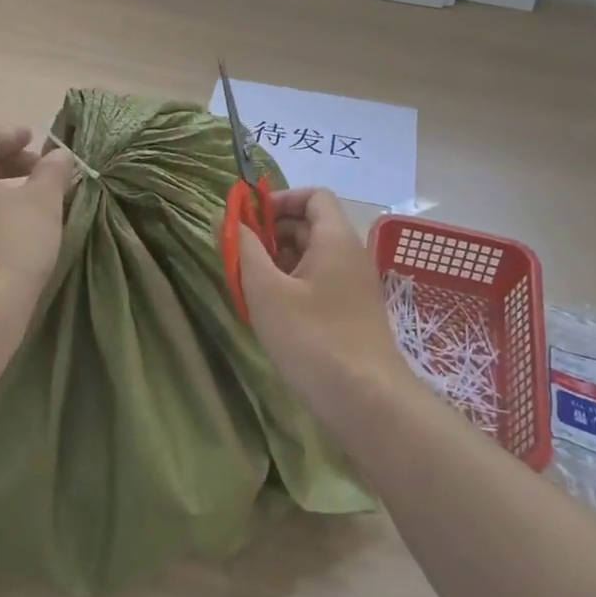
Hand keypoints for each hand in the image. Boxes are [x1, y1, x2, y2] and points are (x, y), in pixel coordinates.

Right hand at [236, 188, 409, 413]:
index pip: (313, 195)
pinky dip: (293, 285)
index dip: (279, 199)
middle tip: (240, 256)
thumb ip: (245, 250)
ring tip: (250, 285)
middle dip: (273, 233)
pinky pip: (320, 282)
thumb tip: (228, 217)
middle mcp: (350, 254)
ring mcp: (354, 285)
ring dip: (280, 261)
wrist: (367, 401)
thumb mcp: (267, 292)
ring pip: (313, 256)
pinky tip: (272, 311)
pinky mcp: (352, 312)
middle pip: (311, 224)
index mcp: (336, 239)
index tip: (249, 221)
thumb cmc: (313, 339)